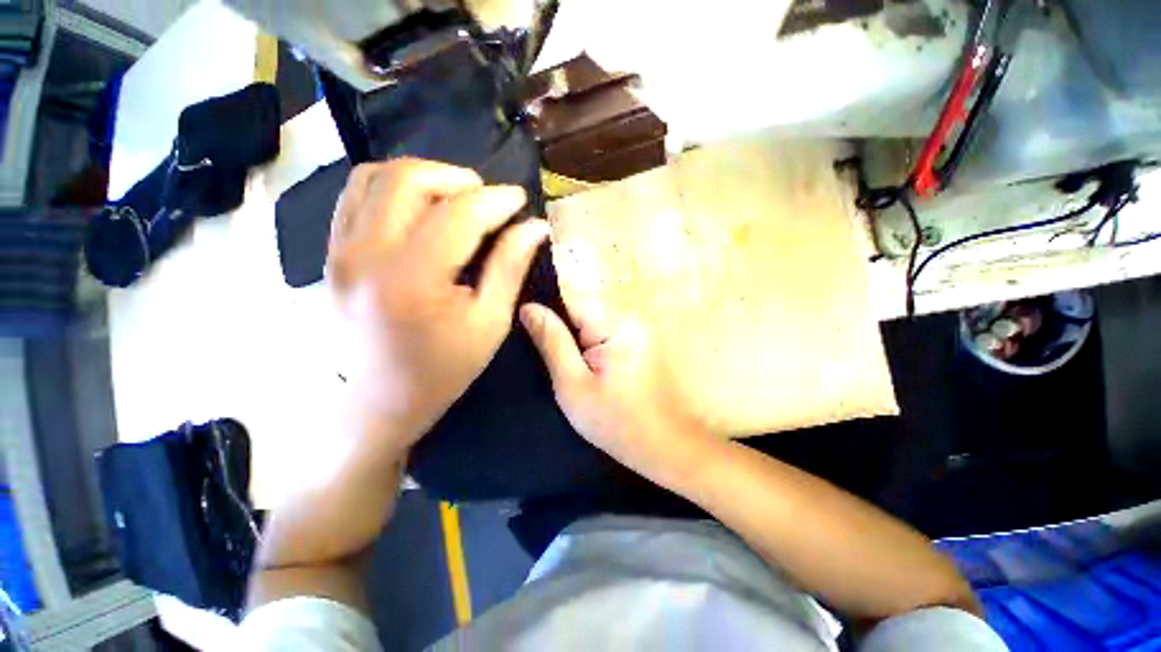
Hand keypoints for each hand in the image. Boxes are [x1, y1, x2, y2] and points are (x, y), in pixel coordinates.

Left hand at [329, 159, 548, 447]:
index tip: (520, 199)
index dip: (496, 199)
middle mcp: (367, 255)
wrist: (381, 400)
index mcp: (413, 280)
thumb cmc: (444, 368)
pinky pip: (355, 195)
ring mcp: (339, 250)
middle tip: (488, 198)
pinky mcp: (331, 253)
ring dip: (424, 176)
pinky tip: (419, 207)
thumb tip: (534, 227)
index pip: (459, 214)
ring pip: (376, 177)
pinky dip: (392, 186)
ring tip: (455, 197)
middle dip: (458, 178)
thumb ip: (510, 267)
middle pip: (409, 179)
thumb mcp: (490, 322)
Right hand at [520, 300, 708, 482]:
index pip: (569, 301)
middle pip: (582, 312)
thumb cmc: (617, 422)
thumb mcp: (573, 385)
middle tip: (556, 366)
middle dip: (564, 333)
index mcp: (615, 324)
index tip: (533, 340)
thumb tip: (529, 308)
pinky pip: (607, 335)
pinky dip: (593, 349)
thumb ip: (552, 343)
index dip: (548, 317)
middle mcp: (630, 318)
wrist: (667, 446)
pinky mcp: (642, 343)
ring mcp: (639, 330)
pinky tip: (592, 373)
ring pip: (593, 324)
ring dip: (578, 342)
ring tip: (573, 372)